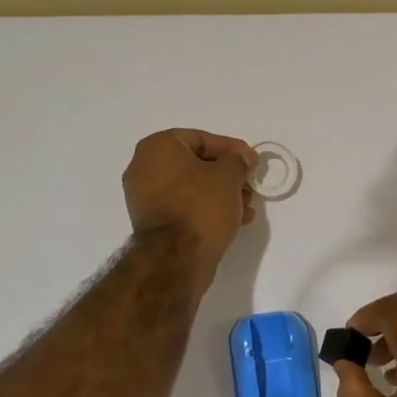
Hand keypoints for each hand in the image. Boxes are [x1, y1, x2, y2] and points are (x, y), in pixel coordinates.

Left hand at [122, 128, 256, 279]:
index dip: (231, 149)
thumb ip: (238, 161)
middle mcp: (144, 167)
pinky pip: (183, 206)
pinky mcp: (151, 222)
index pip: (201, 139)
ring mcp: (144, 197)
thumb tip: (242, 158)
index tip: (252, 162)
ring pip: (191, 188)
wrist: (176, 257)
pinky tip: (231, 220)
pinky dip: (205, 209)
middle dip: (227, 176)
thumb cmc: (201, 205)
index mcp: (158, 147)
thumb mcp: (229, 175)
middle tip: (250, 186)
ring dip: (220, 195)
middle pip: (195, 164)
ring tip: (246, 208)